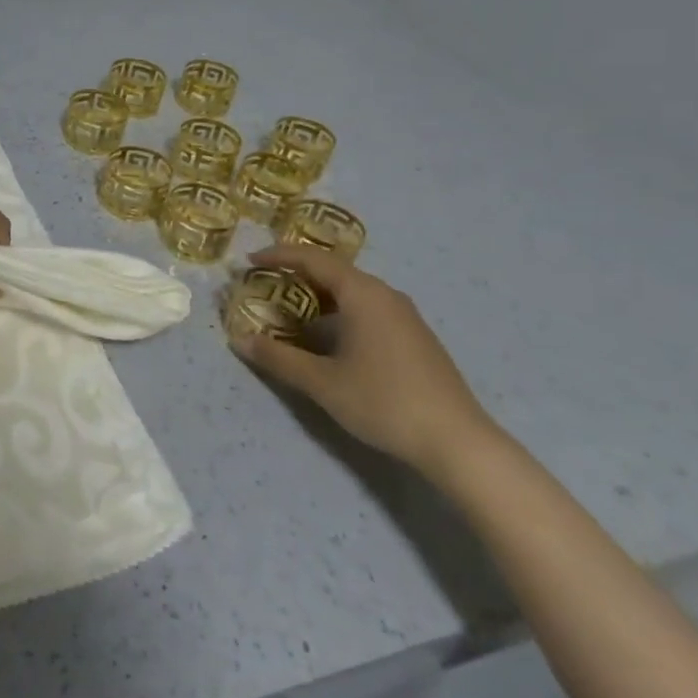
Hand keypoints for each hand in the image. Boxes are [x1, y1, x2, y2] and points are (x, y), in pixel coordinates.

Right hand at [232, 244, 496, 479]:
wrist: (457, 442)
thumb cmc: (383, 401)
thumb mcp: (322, 382)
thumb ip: (279, 358)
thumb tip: (240, 340)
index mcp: (363, 294)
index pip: (313, 259)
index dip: (279, 256)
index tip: (250, 261)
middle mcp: (385, 295)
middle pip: (334, 272)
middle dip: (297, 275)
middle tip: (265, 285)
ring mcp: (405, 316)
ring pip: (353, 292)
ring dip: (319, 296)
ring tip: (290, 311)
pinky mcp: (415, 338)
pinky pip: (368, 309)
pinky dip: (340, 312)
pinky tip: (330, 338)